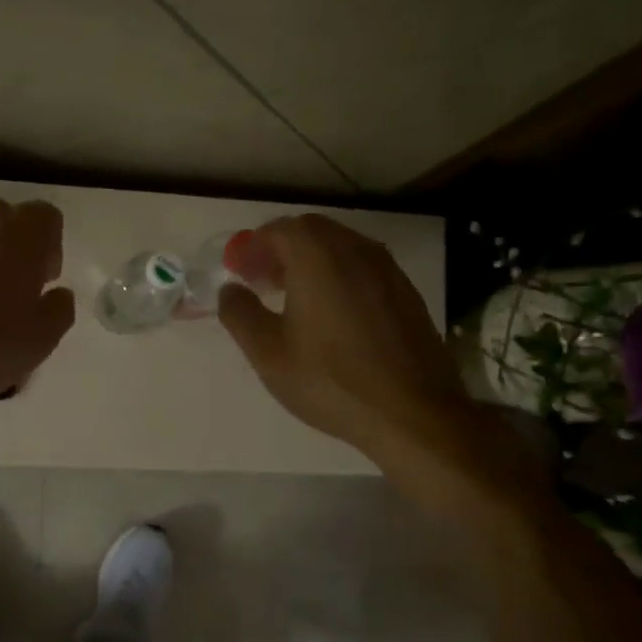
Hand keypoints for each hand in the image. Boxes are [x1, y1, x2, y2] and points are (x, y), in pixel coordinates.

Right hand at [218, 215, 509, 483]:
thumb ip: (240, 314)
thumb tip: (230, 290)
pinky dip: (338, 276)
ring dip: (310, 262)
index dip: (252, 247)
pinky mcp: (405, 293)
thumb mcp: (268, 353)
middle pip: (311, 231)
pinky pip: (362, 269)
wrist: (412, 412)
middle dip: (280, 250)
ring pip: (340, 248)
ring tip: (292, 299)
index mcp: (318, 256)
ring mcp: (387, 270)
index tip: (238, 273)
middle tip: (261, 282)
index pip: (278, 229)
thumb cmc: (330, 381)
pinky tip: (330, 316)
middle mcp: (355, 250)